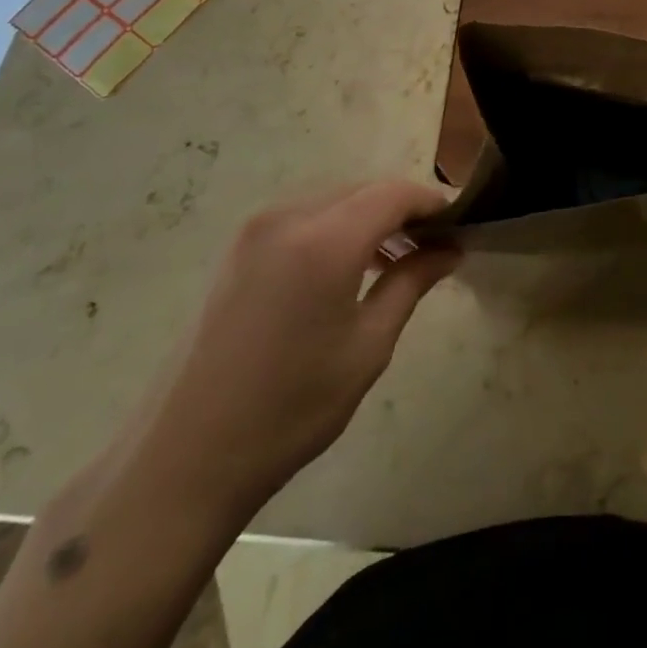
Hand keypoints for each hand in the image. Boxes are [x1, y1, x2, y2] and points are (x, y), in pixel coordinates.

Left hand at [130, 181, 458, 526]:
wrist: (186, 456)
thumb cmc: (290, 408)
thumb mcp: (367, 347)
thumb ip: (411, 283)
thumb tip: (450, 250)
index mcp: (323, 240)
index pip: (393, 194)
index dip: (431, 202)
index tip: (461, 222)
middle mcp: (288, 217)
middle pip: (363, 190)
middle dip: (402, 209)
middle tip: (435, 244)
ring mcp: (256, 228)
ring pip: (334, 200)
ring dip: (370, 217)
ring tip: (398, 258)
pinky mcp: (240, 246)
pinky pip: (305, 216)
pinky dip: (337, 227)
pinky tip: (351, 266)